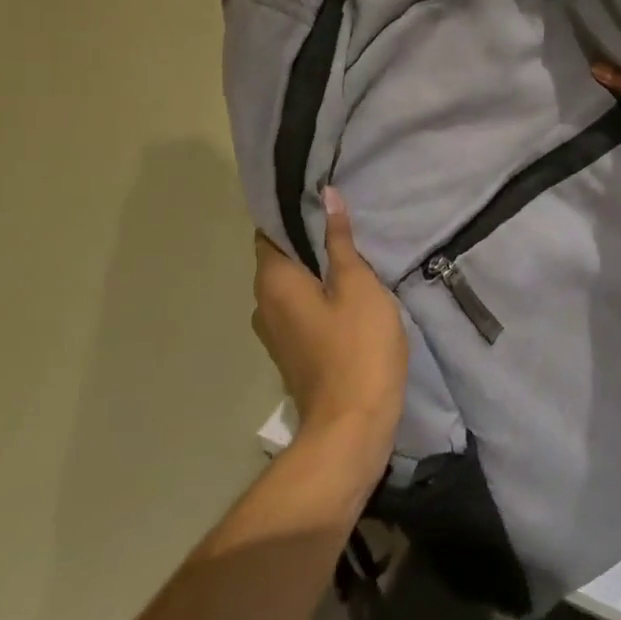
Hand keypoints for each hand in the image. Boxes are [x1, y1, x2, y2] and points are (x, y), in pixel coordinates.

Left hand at [252, 188, 407, 469]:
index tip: (319, 195)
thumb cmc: (358, 347)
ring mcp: (274, 334)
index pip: (269, 231)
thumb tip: (326, 195)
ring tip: (349, 252)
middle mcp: (262, 304)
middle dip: (306, 239)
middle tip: (344, 220)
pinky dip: (316, 295)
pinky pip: (299, 310)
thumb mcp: (358, 285)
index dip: (291, 211)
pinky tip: (346, 291)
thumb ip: (340, 241)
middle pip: (279, 258)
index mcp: (273, 282)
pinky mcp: (292, 353)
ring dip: (313, 269)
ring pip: (290, 286)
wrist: (352, 424)